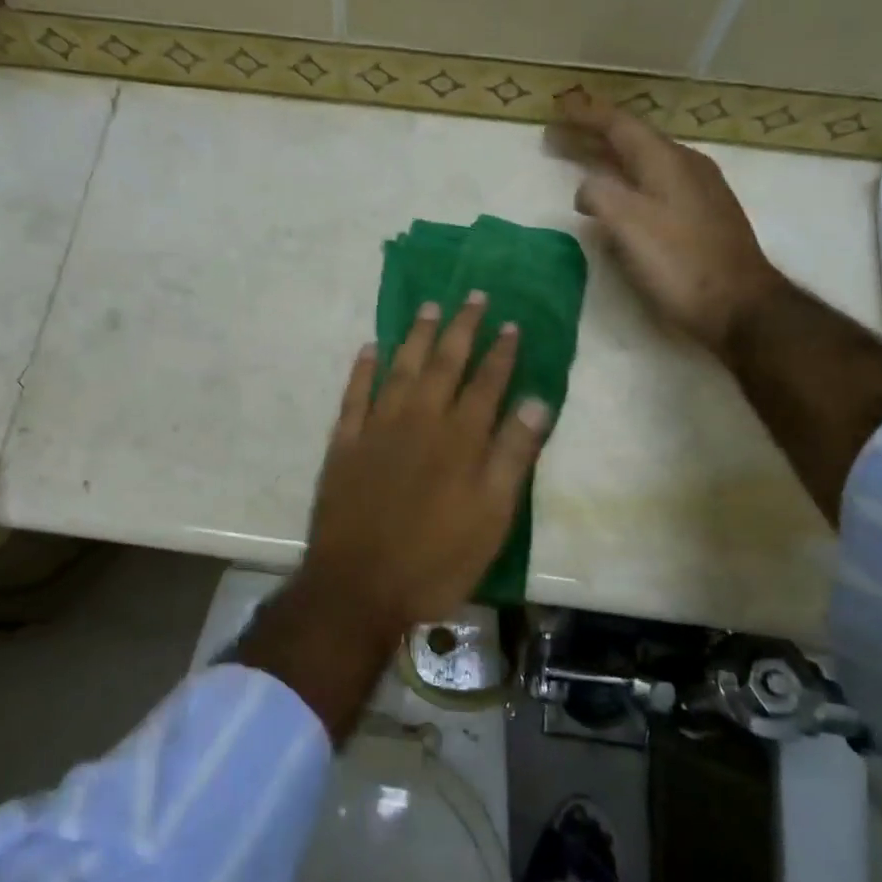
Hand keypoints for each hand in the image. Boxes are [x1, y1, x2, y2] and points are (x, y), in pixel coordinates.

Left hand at [300, 293, 551, 639]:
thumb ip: (513, 456)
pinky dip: (363, 369)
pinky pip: (354, 395)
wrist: (359, 586)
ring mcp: (377, 428)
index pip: (486, 382)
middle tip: (473, 295)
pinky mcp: (344, 444)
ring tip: (430, 308)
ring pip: (400, 369)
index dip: (500, 352)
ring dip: (417, 337)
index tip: (510, 322)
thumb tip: (538, 402)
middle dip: (462, 328)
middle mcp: (419, 420)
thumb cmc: (436, 559)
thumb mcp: (492, 517)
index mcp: (459, 438)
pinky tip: (370, 348)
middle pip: (444, 364)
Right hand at [552, 91, 784, 356]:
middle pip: (632, 141)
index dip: (587, 115)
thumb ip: (599, 196)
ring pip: (644, 162)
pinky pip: (655, 182)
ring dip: (609, 158)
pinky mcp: (702, 215)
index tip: (558, 107)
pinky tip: (619, 196)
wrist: (739, 305)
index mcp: (667, 161)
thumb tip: (586, 189)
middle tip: (557, 136)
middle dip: (592, 136)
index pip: (620, 125)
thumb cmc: (680, 263)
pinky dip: (627, 179)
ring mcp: (698, 190)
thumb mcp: (629, 225)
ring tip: (581, 162)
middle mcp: (685, 165)